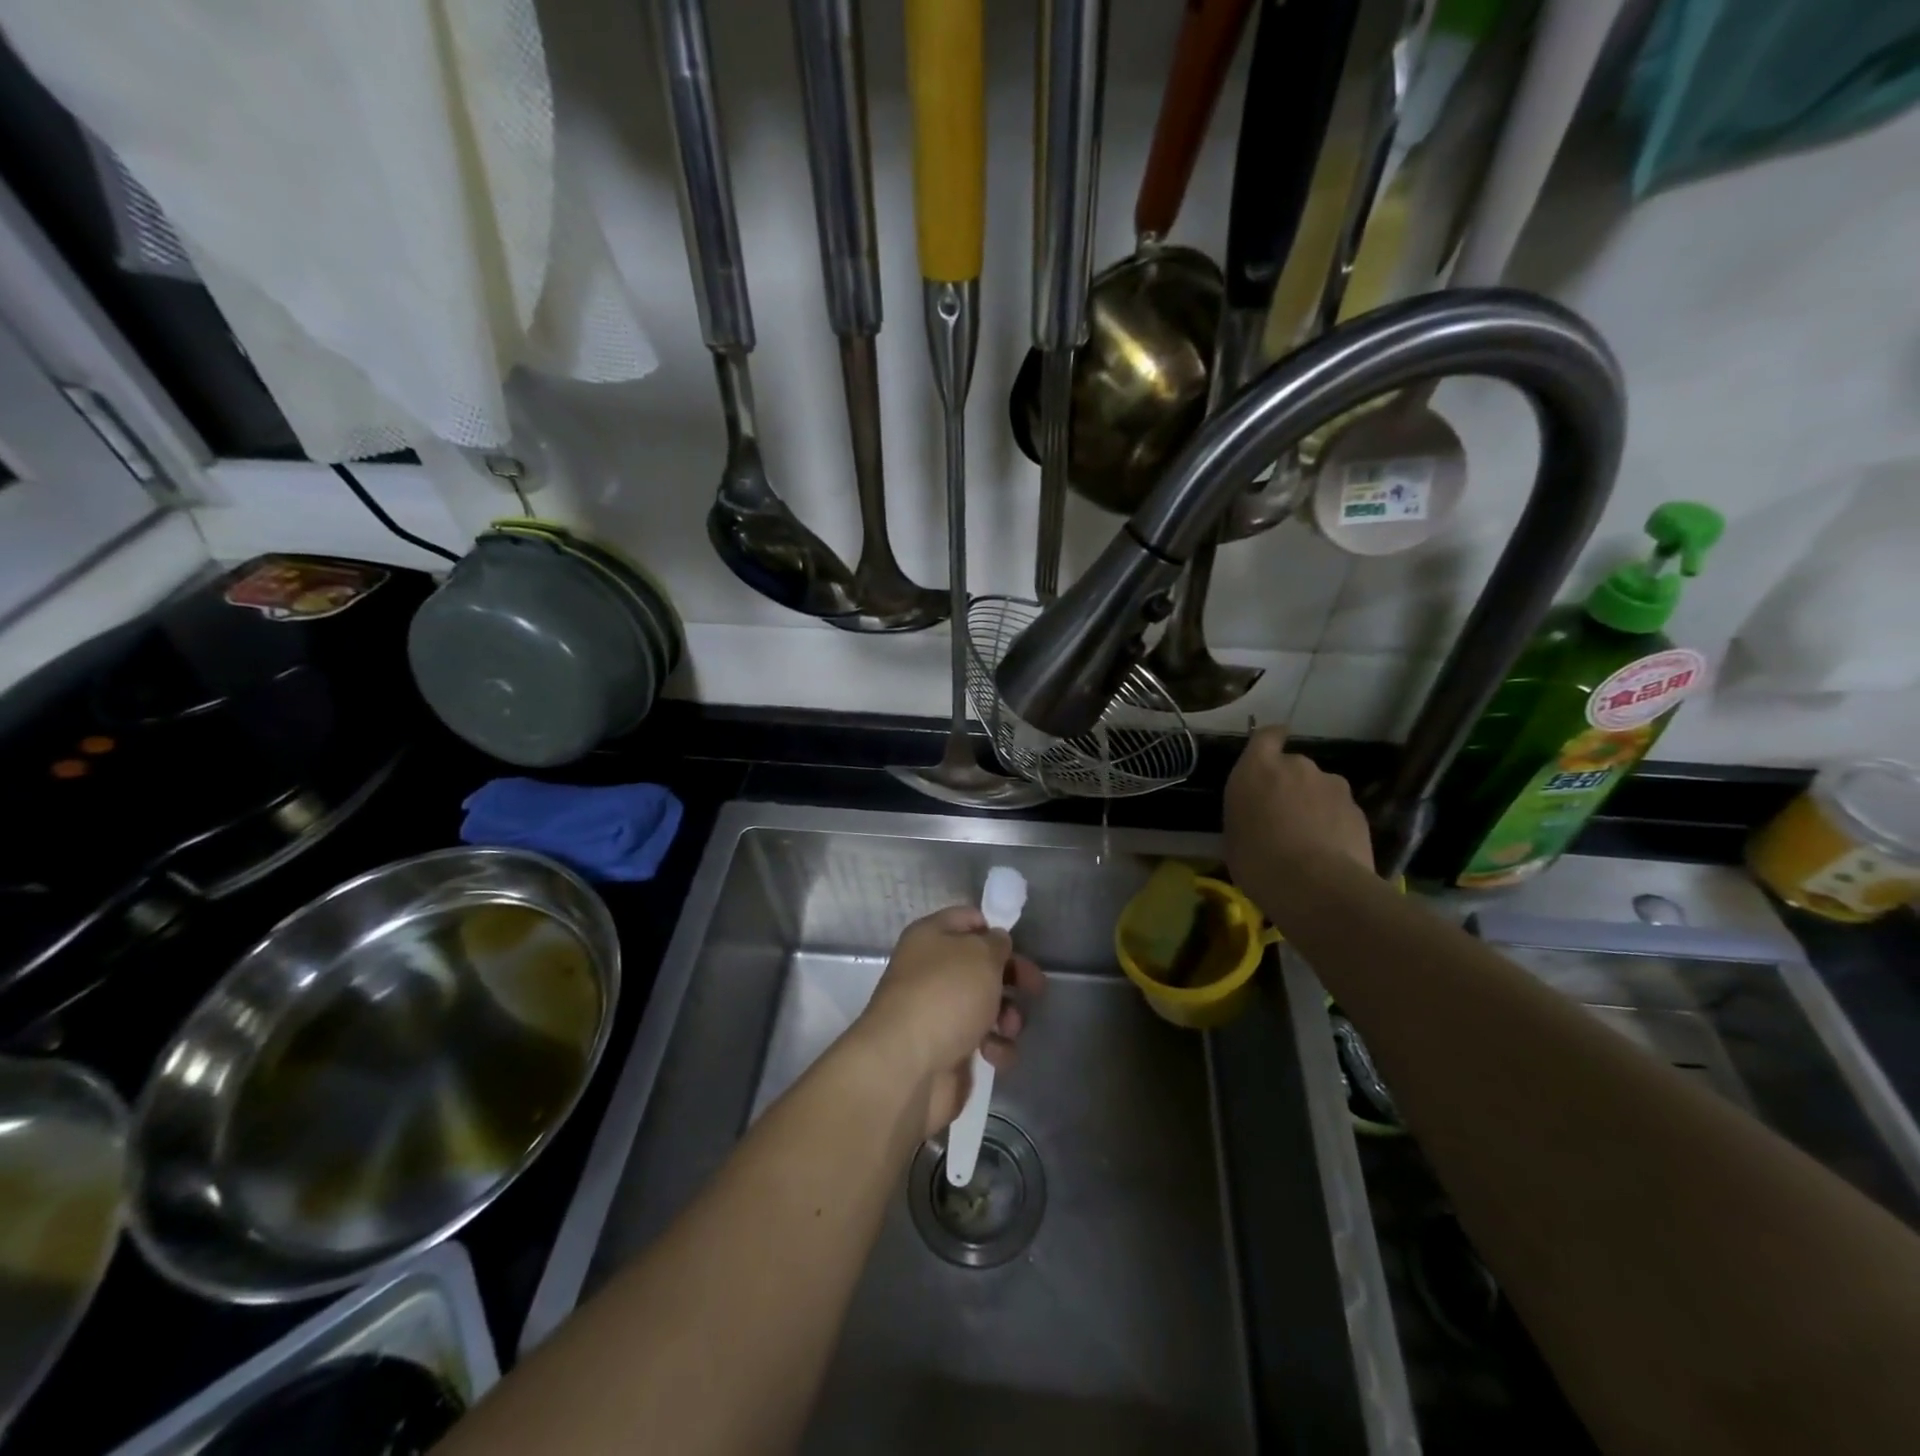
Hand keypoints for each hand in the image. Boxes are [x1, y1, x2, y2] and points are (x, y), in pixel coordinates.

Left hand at [853, 906, 1045, 1138]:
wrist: (908, 1066)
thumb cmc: (945, 995)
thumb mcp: (981, 955)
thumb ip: (996, 943)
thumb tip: (996, 942)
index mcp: (931, 937)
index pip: (968, 919)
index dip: (994, 928)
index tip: (1019, 945)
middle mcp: (932, 970)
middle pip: (982, 966)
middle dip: (1012, 978)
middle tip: (1036, 988)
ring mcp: (939, 1012)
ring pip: (987, 1005)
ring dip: (1008, 1016)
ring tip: (1009, 1028)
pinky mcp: (948, 1050)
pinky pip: (983, 1041)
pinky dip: (995, 1047)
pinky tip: (994, 1054)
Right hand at [1225, 726, 1374, 886]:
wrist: (1315, 886)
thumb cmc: (1257, 860)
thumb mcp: (1234, 835)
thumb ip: (1247, 813)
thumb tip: (1258, 816)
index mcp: (1257, 768)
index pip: (1266, 736)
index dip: (1271, 739)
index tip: (1271, 747)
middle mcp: (1298, 767)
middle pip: (1294, 766)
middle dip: (1290, 785)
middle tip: (1282, 816)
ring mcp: (1333, 787)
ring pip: (1321, 789)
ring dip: (1314, 805)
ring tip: (1309, 839)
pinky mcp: (1358, 811)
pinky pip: (1340, 812)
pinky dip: (1334, 825)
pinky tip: (1328, 853)